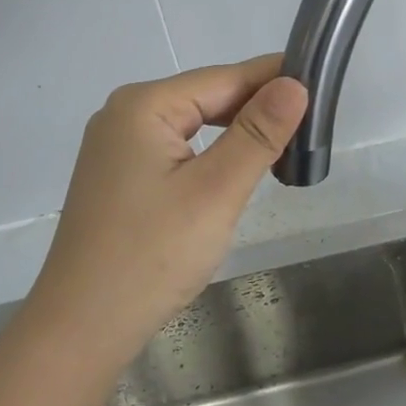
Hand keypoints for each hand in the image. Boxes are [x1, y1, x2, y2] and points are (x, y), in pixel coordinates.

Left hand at [18, 55, 308, 380]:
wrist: (82, 327)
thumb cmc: (152, 256)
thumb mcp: (215, 191)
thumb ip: (257, 134)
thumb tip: (295, 83)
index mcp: (143, 106)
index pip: (224, 77)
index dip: (274, 78)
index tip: (323, 85)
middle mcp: (123, 114)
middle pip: (205, 97)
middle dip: (257, 108)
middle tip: (312, 126)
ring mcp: (116, 147)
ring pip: (192, 124)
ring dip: (237, 133)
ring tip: (284, 146)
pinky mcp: (119, 177)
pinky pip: (175, 149)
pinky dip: (211, 154)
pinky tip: (236, 168)